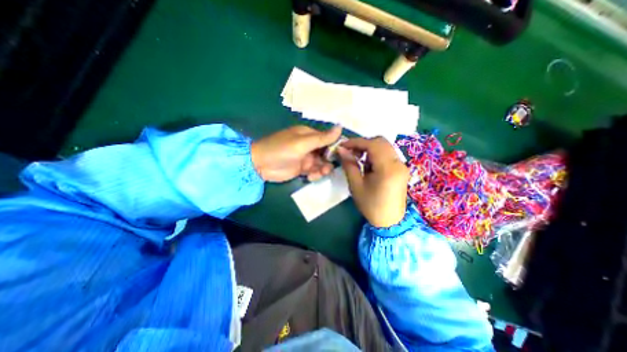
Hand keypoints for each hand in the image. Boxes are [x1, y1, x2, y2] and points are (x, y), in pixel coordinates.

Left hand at [251, 125, 341, 182]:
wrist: (260, 165)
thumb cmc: (281, 150)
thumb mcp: (302, 143)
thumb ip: (321, 138)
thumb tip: (340, 126)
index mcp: (309, 135)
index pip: (328, 139)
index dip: (336, 146)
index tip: (343, 155)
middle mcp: (309, 145)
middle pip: (327, 153)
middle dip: (329, 161)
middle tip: (326, 168)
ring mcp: (306, 158)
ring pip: (322, 163)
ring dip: (323, 169)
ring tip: (318, 173)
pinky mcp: (302, 169)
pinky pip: (315, 171)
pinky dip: (315, 174)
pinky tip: (310, 177)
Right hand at [341, 137, 408, 226]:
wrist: (390, 221)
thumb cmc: (371, 205)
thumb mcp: (356, 185)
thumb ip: (349, 165)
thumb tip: (341, 150)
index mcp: (387, 168)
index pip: (372, 145)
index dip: (356, 142)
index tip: (342, 145)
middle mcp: (398, 163)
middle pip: (380, 142)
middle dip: (363, 144)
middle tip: (350, 152)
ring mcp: (402, 165)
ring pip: (385, 146)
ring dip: (370, 148)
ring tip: (357, 158)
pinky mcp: (401, 169)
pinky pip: (388, 154)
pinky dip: (376, 154)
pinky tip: (368, 164)